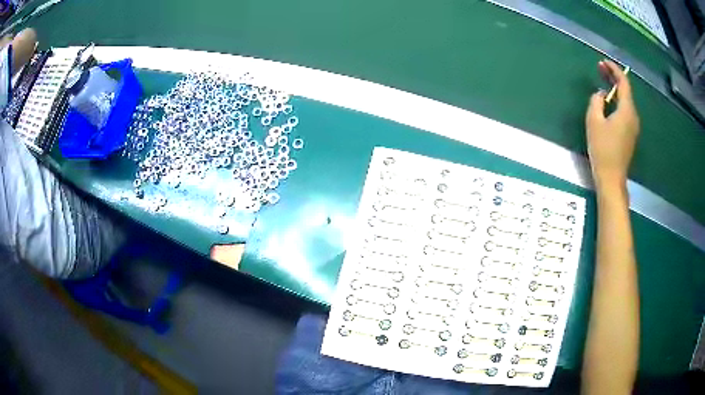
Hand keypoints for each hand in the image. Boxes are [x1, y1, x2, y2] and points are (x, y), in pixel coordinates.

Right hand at [585, 60, 639, 192]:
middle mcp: (633, 116)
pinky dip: (617, 102)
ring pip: (625, 101)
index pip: (623, 83)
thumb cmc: (603, 149)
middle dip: (614, 78)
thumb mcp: (594, 121)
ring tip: (603, 83)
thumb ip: (596, 101)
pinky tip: (608, 102)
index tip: (603, 62)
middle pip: (626, 91)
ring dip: (615, 90)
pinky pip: (625, 112)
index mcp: (627, 110)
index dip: (614, 70)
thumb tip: (601, 95)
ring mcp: (633, 127)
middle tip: (600, 68)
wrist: (612, 178)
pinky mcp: (630, 135)